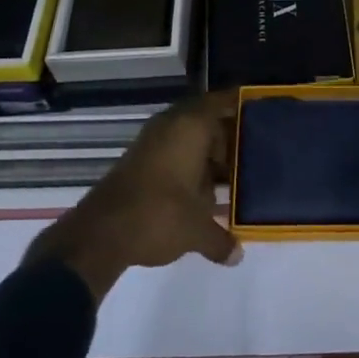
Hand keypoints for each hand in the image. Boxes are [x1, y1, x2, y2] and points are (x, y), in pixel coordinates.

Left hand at [27, 91, 241, 300]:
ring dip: (207, 153)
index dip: (240, 104)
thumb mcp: (196, 231)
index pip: (221, 101)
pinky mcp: (138, 161)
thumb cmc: (158, 216)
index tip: (260, 112)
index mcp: (191, 126)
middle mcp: (171, 125)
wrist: (98, 235)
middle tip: (252, 153)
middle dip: (227, 136)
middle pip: (206, 119)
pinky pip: (173, 151)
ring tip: (231, 175)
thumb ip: (220, 239)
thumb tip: (238, 255)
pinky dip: (188, 164)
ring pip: (188, 137)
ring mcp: (152, 142)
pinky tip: (201, 191)